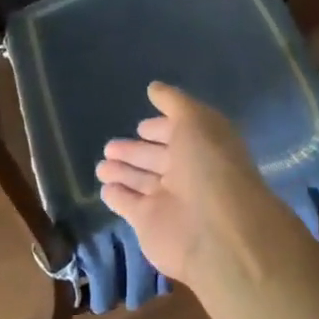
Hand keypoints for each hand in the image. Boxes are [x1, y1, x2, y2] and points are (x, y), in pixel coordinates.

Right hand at [95, 82, 268, 284]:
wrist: (216, 231)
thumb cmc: (209, 166)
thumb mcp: (195, 120)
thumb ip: (174, 102)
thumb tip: (154, 87)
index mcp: (203, 146)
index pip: (177, 133)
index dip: (160, 129)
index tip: (141, 126)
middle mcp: (187, 172)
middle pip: (156, 158)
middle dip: (134, 151)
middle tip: (110, 146)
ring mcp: (168, 200)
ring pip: (140, 180)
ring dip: (122, 171)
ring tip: (101, 164)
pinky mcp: (149, 224)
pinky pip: (128, 204)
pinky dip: (117, 195)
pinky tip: (104, 187)